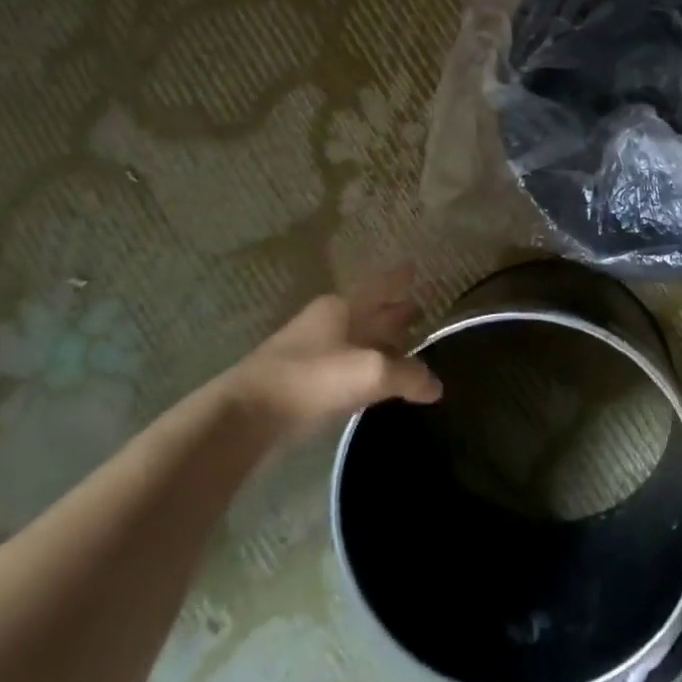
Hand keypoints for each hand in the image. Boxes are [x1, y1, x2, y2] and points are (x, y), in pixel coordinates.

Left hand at [222, 268, 441, 444]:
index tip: (415, 267)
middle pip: (368, 310)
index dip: (399, 277)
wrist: (246, 414)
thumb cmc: (313, 378)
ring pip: (355, 337)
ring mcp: (310, 349)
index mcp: (343, 306)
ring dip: (379, 339)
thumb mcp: (370, 373)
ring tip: (404, 345)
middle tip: (420, 308)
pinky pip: (343, 362)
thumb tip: (435, 385)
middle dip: (394, 310)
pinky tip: (372, 378)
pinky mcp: (300, 379)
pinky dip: (363, 364)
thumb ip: (407, 376)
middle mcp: (327, 320)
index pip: (380, 284)